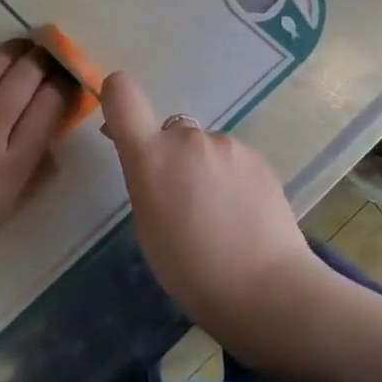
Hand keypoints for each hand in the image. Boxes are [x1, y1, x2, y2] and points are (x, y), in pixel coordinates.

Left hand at [0, 41, 68, 263]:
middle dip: (47, 58)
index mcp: (11, 165)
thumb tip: (59, 130)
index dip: (66, 84)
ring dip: (18, 48)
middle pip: (26, 77)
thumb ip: (41, 169)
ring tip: (29, 45)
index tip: (70, 79)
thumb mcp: (10, 207)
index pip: (50, 107)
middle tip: (54, 54)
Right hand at [100, 71, 329, 350]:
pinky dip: (232, 178)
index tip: (120, 121)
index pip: (123, 94)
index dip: (117, 96)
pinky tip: (244, 214)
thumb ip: (145, 179)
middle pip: (171, 132)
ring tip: (220, 216)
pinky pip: (233, 160)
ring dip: (205, 169)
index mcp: (152, 155)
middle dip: (172, 156)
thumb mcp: (148, 226)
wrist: (264, 286)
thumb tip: (146, 156)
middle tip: (184, 202)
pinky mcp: (258, 156)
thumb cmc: (190, 269)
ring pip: (205, 148)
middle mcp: (188, 138)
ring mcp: (227, 144)